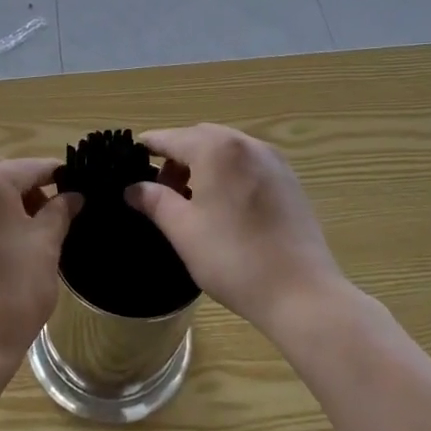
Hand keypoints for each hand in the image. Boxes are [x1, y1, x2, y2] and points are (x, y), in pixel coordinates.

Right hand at [125, 124, 349, 342]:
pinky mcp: (289, 180)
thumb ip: (154, 201)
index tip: (129, 162)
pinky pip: (248, 163)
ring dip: (203, 164)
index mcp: (216, 149)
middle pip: (200, 138)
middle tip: (162, 191)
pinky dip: (228, 173)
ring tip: (192, 202)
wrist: (301, 292)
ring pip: (226, 150)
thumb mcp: (183, 230)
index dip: (148, 148)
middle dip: (177, 157)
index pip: (171, 138)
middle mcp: (246, 144)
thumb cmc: (233, 259)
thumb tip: (133, 188)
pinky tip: (225, 207)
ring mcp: (273, 160)